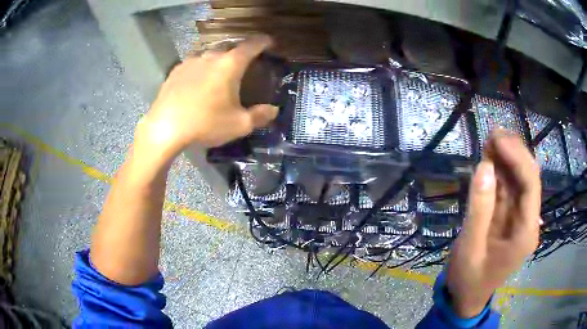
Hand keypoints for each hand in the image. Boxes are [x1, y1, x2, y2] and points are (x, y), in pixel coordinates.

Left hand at [136, 35, 278, 155]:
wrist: (164, 129)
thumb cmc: (205, 124)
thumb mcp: (239, 125)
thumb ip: (260, 116)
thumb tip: (274, 110)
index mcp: (230, 64)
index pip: (252, 45)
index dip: (264, 42)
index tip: (270, 43)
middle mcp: (210, 56)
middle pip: (230, 49)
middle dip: (240, 55)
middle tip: (244, 68)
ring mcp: (190, 61)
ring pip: (210, 56)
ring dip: (218, 62)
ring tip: (219, 77)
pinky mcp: (175, 71)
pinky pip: (194, 65)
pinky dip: (201, 70)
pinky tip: (197, 84)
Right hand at [446, 129, 540, 317]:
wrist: (466, 296)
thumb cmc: (468, 278)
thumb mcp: (470, 248)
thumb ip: (479, 209)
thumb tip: (484, 166)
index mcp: (525, 232)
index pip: (531, 185)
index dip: (517, 157)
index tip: (497, 139)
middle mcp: (528, 220)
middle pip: (529, 177)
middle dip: (514, 152)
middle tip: (492, 133)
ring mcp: (519, 217)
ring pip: (519, 179)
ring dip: (506, 158)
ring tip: (490, 140)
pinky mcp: (509, 215)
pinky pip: (508, 187)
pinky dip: (499, 171)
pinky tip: (490, 158)